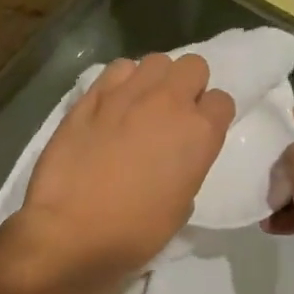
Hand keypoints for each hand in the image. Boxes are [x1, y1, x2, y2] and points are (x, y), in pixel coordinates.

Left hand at [6, 53, 234, 291]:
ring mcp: (128, 94)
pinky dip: (121, 81)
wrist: (71, 231)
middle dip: (188, 86)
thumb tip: (173, 160)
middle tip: (172, 115)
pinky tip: (112, 105)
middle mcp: (169, 103)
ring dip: (155, 80)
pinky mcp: (92, 95)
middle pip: (193, 66)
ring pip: (155, 61)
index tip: (198, 133)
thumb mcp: (181, 207)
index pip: (222, 101)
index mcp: (200, 133)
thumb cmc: (134, 232)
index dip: (211, 117)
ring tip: (140, 105)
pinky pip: (117, 69)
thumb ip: (187, 169)